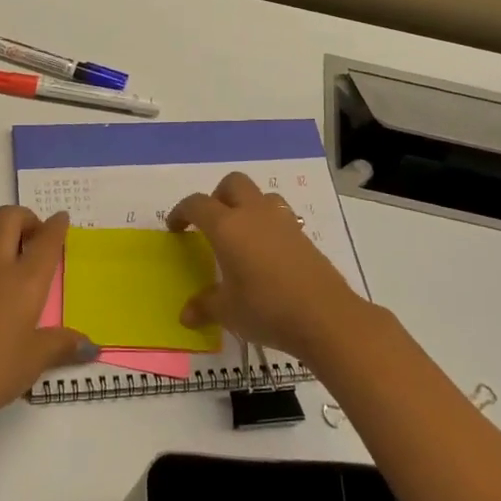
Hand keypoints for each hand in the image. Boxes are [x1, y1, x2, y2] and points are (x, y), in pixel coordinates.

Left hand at [0, 206, 96, 435]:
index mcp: (24, 281)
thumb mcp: (34, 362)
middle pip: (7, 219)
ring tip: (9, 275)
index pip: (45, 241)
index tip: (61, 218)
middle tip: (36, 238)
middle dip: (25, 218)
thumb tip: (90, 346)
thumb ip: (62, 346)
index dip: (56, 226)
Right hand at [168, 172, 374, 363]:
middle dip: (217, 196)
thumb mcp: (228, 311)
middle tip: (211, 224)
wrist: (325, 316)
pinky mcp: (303, 235)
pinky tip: (267, 254)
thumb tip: (185, 315)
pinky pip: (280, 216)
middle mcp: (254, 214)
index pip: (197, 204)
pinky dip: (268, 225)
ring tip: (242, 235)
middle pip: (233, 183)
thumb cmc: (266, 309)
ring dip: (246, 205)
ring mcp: (282, 221)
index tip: (175, 228)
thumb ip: (204, 306)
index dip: (181, 212)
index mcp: (227, 227)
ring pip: (261, 195)